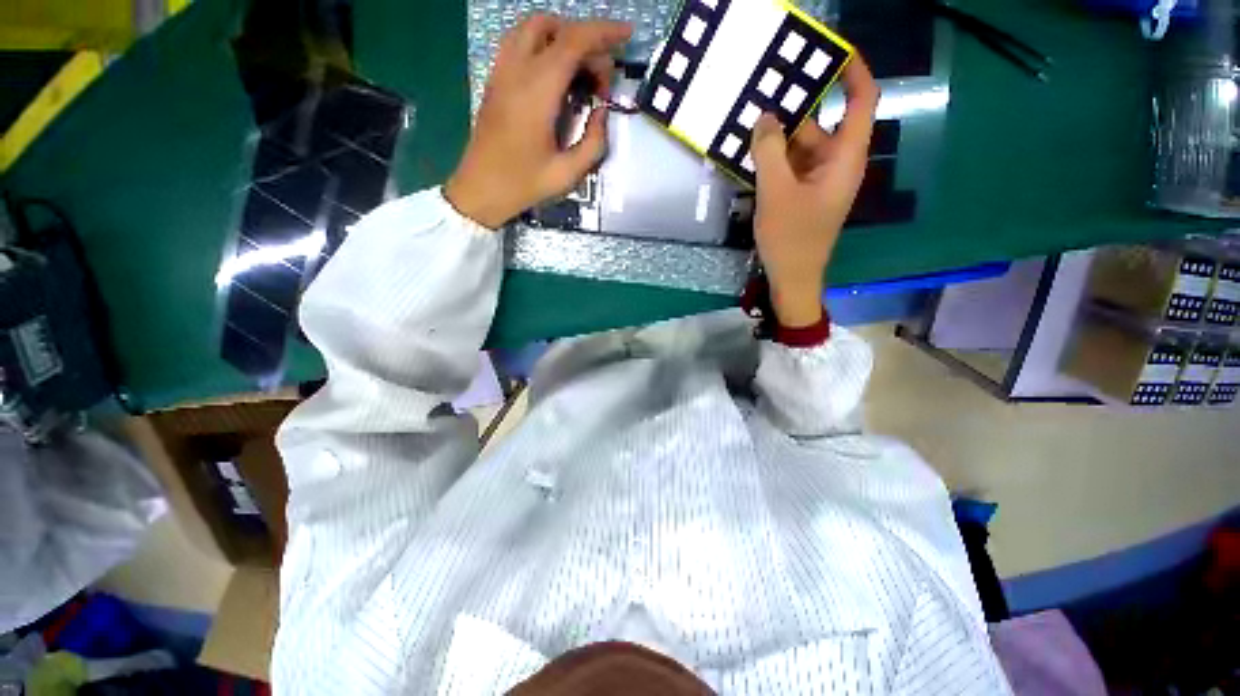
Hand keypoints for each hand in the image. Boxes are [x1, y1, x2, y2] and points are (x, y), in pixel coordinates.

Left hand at [445, 15, 632, 228]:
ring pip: (532, 27)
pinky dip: (543, 44)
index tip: (627, 34)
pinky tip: (554, 72)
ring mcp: (501, 71)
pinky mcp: (495, 79)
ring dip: (562, 36)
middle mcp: (517, 70)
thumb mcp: (568, 173)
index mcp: (538, 91)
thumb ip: (594, 142)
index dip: (604, 32)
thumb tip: (602, 112)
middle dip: (587, 42)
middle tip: (601, 80)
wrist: (481, 189)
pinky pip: (518, 42)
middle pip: (555, 28)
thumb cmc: (525, 184)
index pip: (574, 41)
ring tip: (580, 68)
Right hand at [750, 58, 878, 326]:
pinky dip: (775, 160)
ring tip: (748, 126)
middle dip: (794, 112)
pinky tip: (751, 156)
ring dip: (778, 139)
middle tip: (762, 96)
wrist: (792, 278)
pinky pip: (792, 167)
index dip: (853, 73)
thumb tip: (766, 117)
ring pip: (802, 148)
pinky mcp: (804, 196)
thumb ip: (770, 151)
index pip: (861, 103)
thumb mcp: (776, 192)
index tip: (832, 53)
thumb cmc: (791, 238)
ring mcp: (819, 182)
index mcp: (844, 159)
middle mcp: (837, 165)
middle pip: (821, 125)